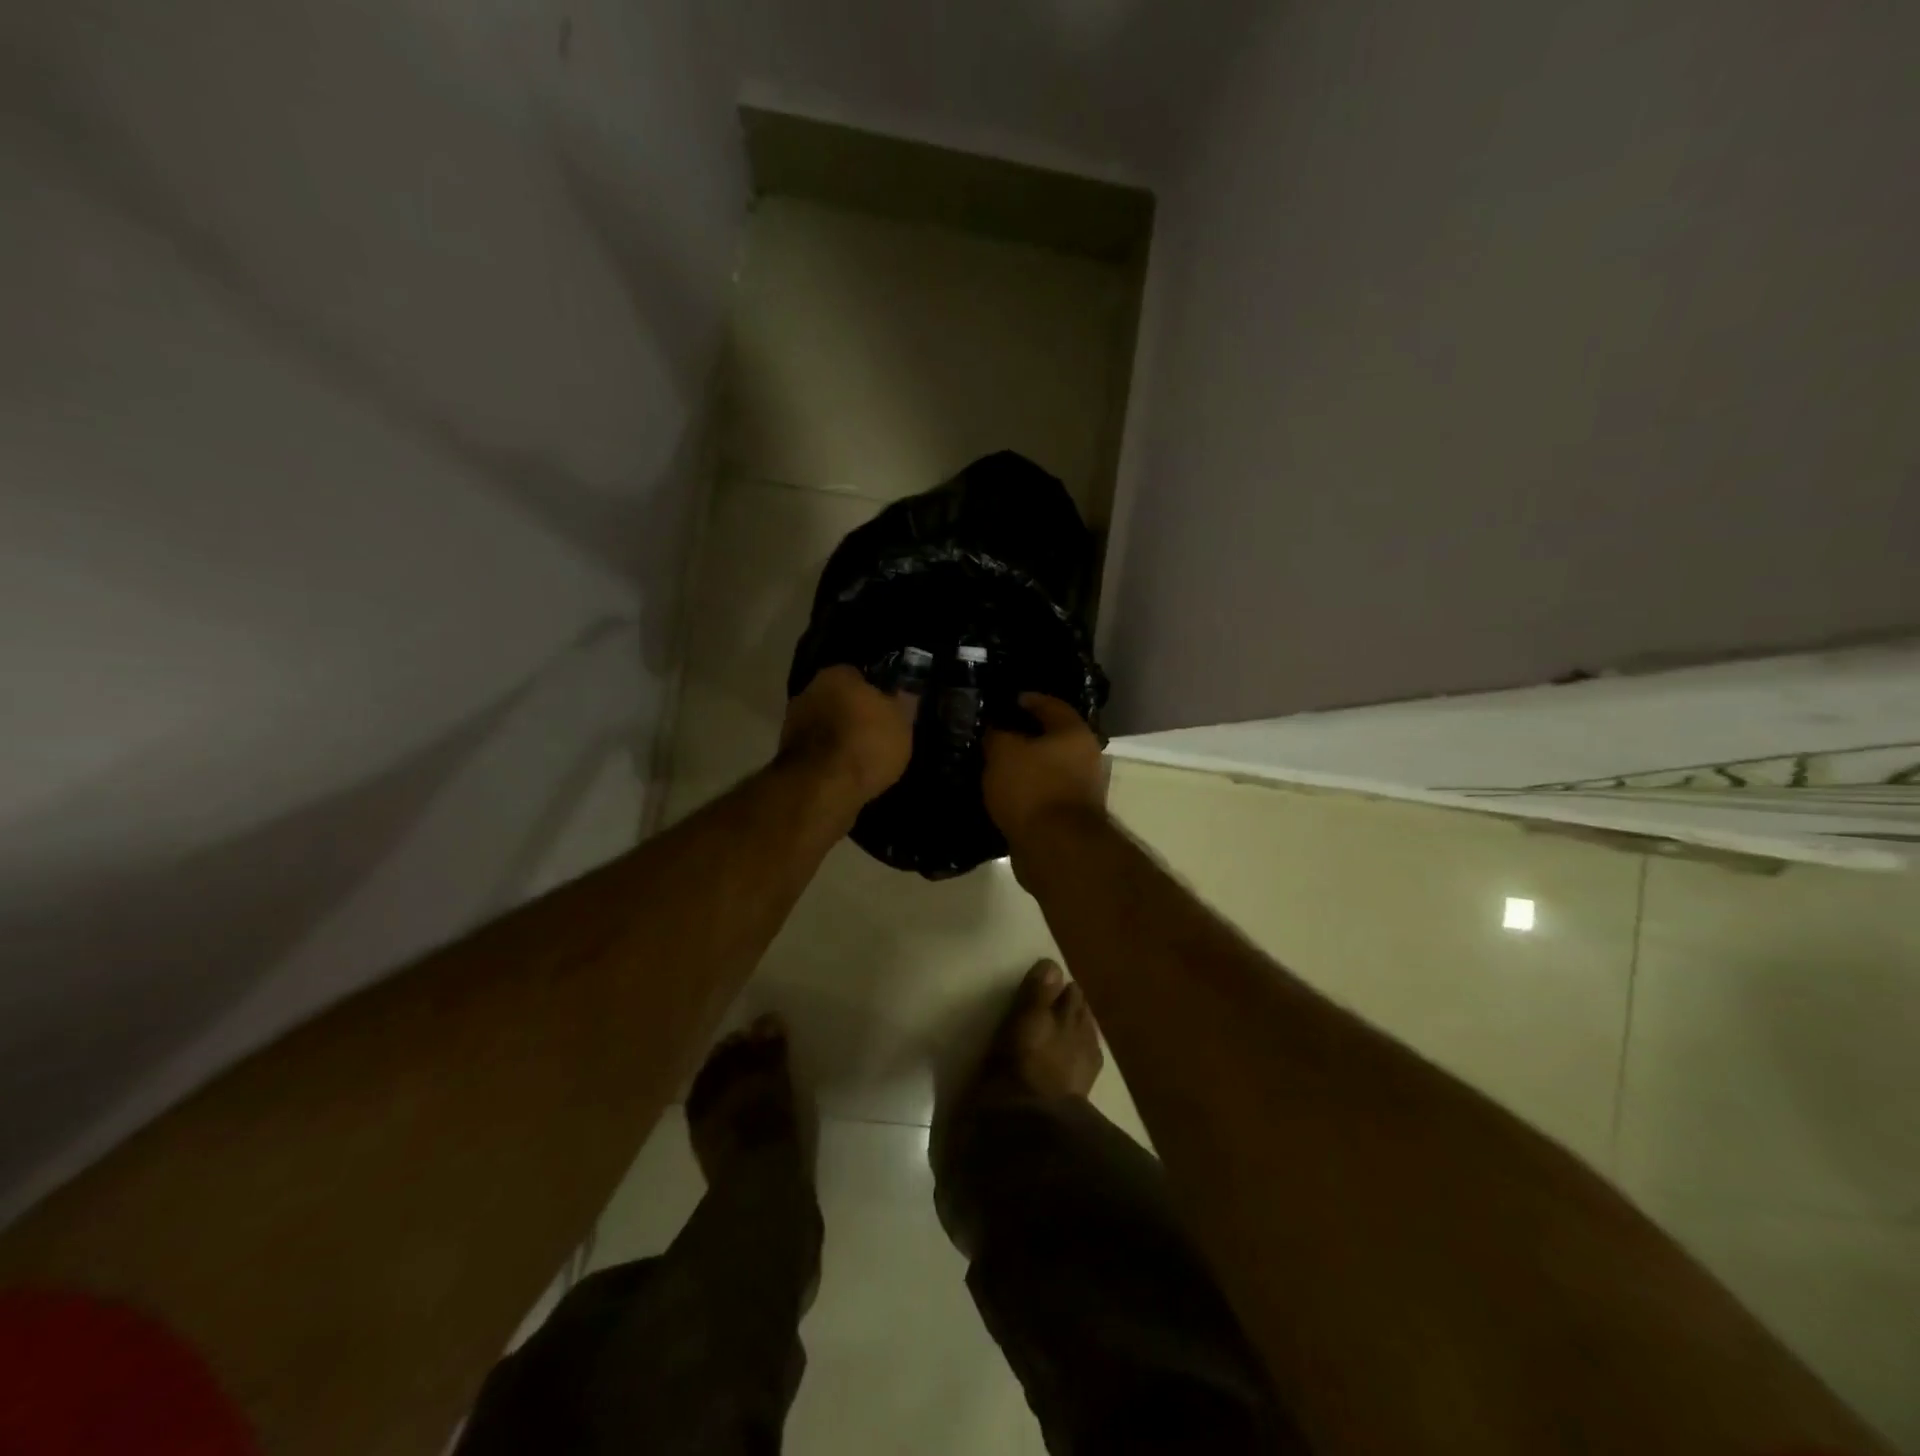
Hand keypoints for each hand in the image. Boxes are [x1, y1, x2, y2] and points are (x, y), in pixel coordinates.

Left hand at [778, 665, 919, 806]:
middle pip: (837, 699)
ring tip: (861, 759)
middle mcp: (809, 691)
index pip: (858, 675)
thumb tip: (904, 691)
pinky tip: (845, 773)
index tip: (887, 711)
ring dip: (838, 737)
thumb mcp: (902, 722)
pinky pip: (816, 750)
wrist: (823, 787)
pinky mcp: (787, 754)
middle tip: (875, 735)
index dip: (875, 693)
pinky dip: (827, 758)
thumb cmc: (867, 744)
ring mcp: (792, 723)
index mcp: (837, 674)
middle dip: (853, 714)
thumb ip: (903, 703)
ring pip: (824, 725)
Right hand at [982, 693, 1106, 847]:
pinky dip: (1027, 791)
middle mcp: (1085, 757)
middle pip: (1053, 738)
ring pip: (1048, 768)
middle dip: (1026, 736)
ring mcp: (1081, 789)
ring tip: (996, 766)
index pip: (1050, 705)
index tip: (1007, 701)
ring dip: (1026, 766)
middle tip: (996, 734)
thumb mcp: (1003, 752)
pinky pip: (1044, 794)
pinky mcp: (1071, 817)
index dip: (1028, 700)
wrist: (1055, 848)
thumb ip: (997, 735)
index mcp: (1074, 733)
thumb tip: (995, 730)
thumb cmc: (1032, 788)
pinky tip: (1005, 793)